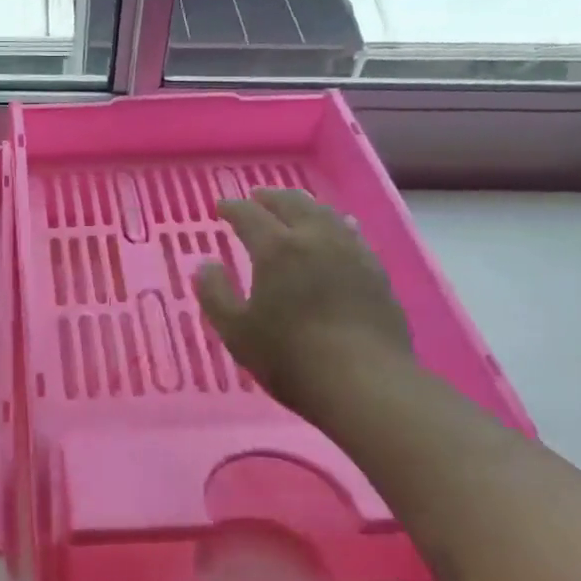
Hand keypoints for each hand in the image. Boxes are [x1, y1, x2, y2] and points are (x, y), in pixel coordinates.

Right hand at [194, 188, 412, 428]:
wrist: (366, 383)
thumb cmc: (290, 357)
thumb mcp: (236, 331)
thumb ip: (215, 294)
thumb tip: (205, 265)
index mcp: (276, 248)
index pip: (249, 215)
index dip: (232, 208)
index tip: (220, 206)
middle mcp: (315, 238)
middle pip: (292, 203)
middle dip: (270, 197)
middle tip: (256, 197)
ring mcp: (351, 252)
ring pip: (325, 213)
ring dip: (304, 205)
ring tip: (294, 207)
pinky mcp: (376, 271)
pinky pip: (351, 233)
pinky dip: (334, 224)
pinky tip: (338, 230)